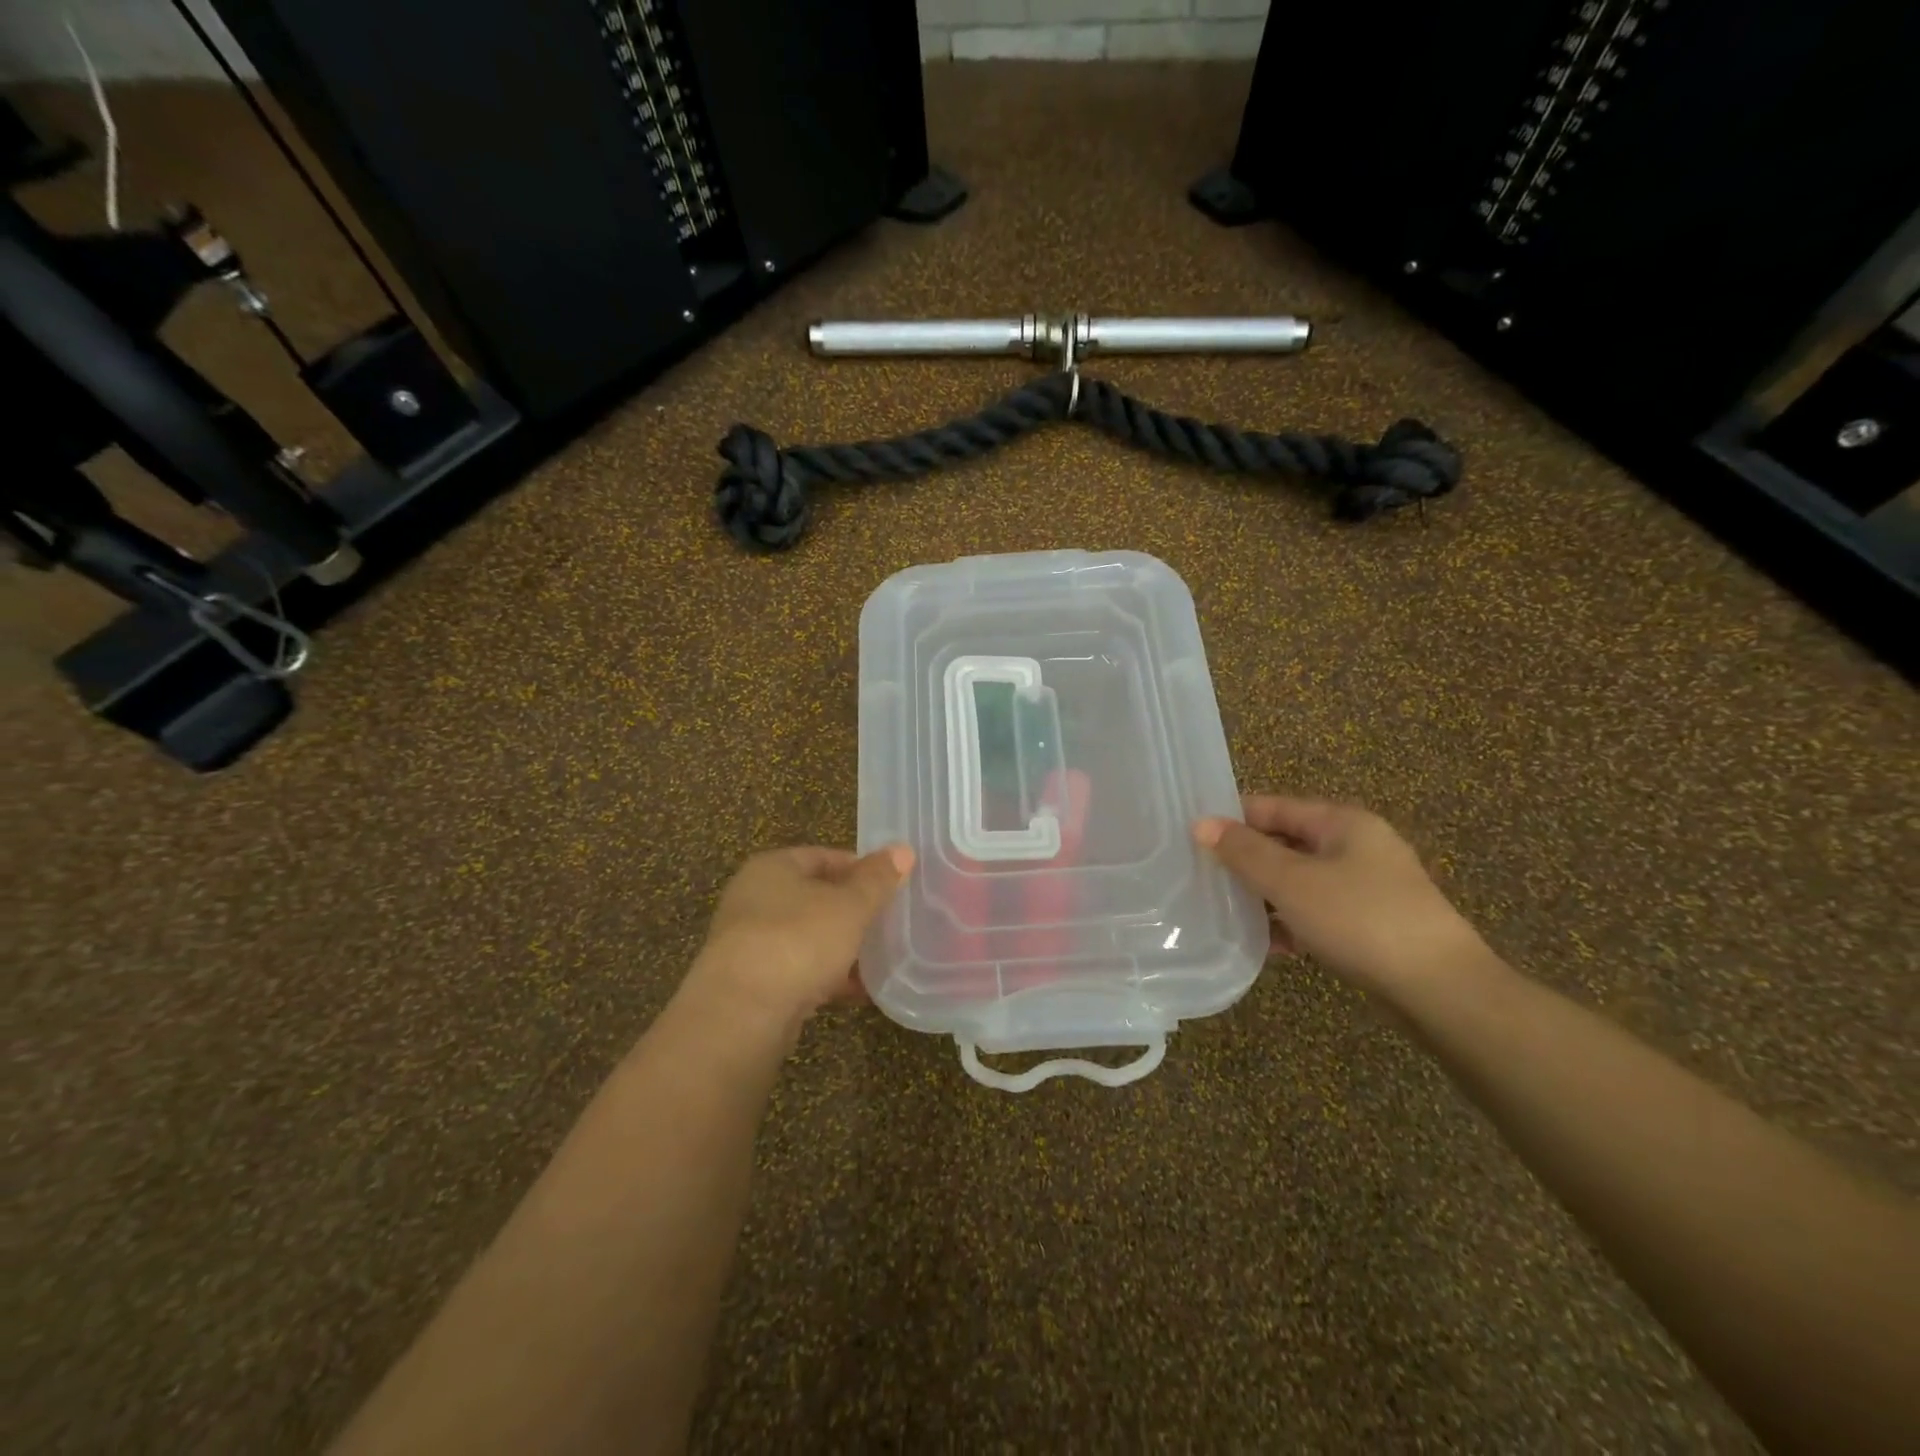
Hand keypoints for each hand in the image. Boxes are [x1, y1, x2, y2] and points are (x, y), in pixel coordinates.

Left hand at [692, 844, 913, 1024]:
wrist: (741, 1015)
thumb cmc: (798, 940)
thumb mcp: (849, 905)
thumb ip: (877, 879)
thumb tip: (903, 850)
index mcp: (773, 868)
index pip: (823, 856)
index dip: (861, 868)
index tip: (893, 885)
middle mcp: (755, 899)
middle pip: (815, 897)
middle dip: (853, 911)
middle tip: (891, 921)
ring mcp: (751, 944)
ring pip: (808, 937)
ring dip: (842, 947)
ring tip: (882, 958)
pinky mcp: (754, 985)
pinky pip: (800, 972)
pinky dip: (828, 978)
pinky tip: (860, 992)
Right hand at [1194, 796, 1486, 1002]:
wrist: (1442, 991)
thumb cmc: (1360, 920)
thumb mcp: (1292, 882)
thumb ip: (1244, 852)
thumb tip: (1201, 824)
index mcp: (1342, 822)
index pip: (1272, 806)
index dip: (1231, 819)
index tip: (1191, 838)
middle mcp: (1357, 846)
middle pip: (1286, 842)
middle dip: (1245, 861)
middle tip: (1201, 879)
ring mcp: (1368, 886)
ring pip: (1300, 880)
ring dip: (1265, 895)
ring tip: (1226, 914)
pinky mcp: (1373, 923)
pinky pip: (1318, 911)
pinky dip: (1292, 922)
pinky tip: (1268, 945)